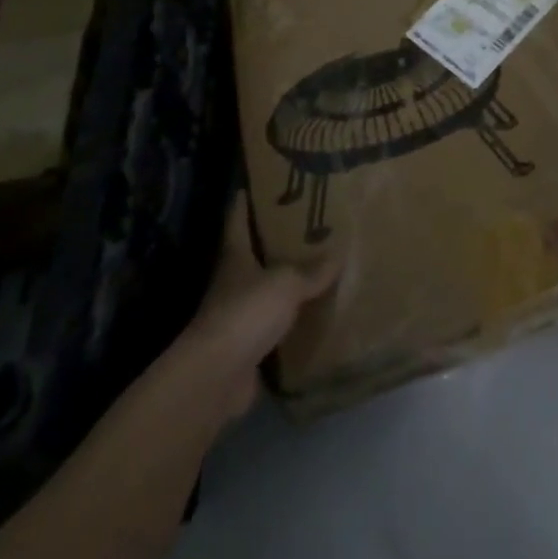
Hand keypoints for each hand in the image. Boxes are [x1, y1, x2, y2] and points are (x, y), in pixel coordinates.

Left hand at [167, 191, 338, 421]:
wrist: (218, 377)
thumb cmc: (247, 312)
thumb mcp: (287, 282)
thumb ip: (313, 269)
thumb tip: (339, 253)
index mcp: (236, 255)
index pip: (238, 218)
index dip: (247, 198)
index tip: (263, 181)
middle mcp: (233, 281)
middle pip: (254, 253)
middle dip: (277, 240)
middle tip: (310, 222)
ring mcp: (239, 316)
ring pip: (267, 290)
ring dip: (287, 282)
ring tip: (322, 266)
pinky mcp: (249, 347)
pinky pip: (277, 327)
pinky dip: (293, 321)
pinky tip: (318, 313)